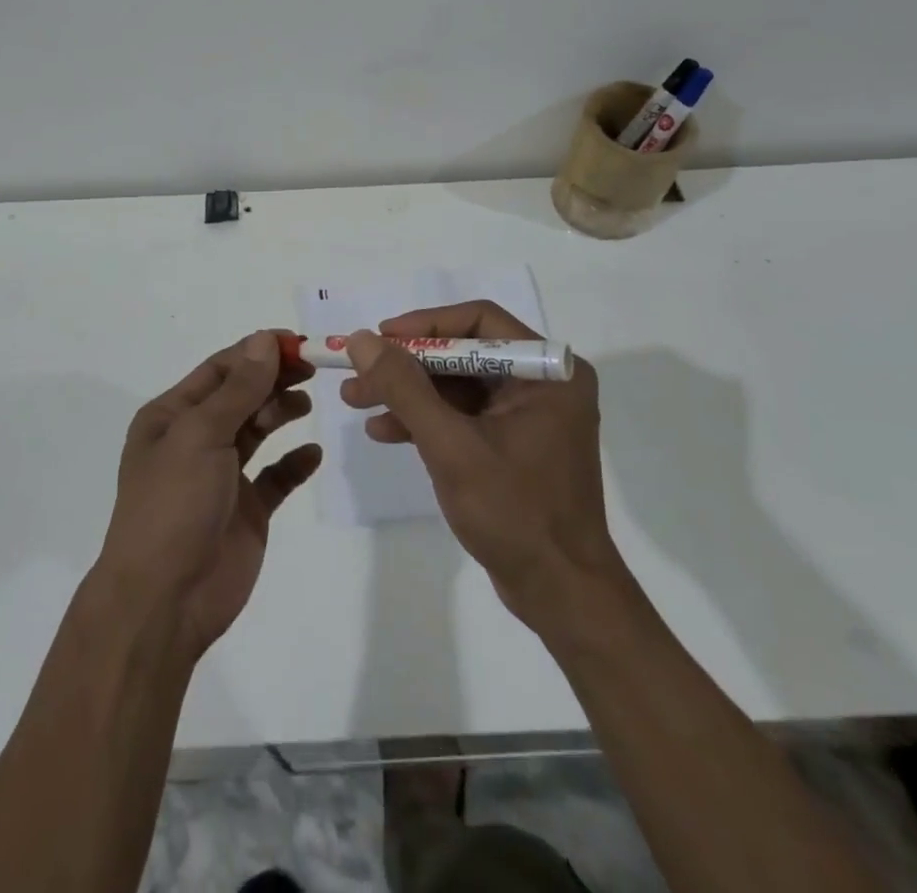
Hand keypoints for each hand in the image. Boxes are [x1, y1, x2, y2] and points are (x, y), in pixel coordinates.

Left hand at [94, 332, 322, 661]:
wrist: (165, 600)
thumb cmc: (174, 504)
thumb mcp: (201, 435)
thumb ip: (239, 389)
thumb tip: (265, 339)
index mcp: (172, 416)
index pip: (220, 370)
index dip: (257, 352)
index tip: (298, 342)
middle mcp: (195, 440)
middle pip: (241, 396)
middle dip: (274, 378)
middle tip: (313, 369)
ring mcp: (221, 476)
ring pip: (258, 430)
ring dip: (282, 412)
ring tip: (306, 404)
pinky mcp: (246, 510)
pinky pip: (275, 477)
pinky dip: (294, 462)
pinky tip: (312, 454)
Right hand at [342, 302, 620, 632]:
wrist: (561, 595)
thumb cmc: (514, 513)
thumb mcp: (450, 446)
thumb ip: (404, 388)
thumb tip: (362, 340)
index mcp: (547, 371)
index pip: (479, 321)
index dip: (424, 325)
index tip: (378, 338)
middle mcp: (542, 382)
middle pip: (462, 353)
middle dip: (406, 365)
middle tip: (357, 374)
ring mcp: (528, 414)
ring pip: (456, 385)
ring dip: (407, 393)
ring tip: (355, 401)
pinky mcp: (513, 442)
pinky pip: (463, 415)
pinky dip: (425, 420)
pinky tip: (384, 432)